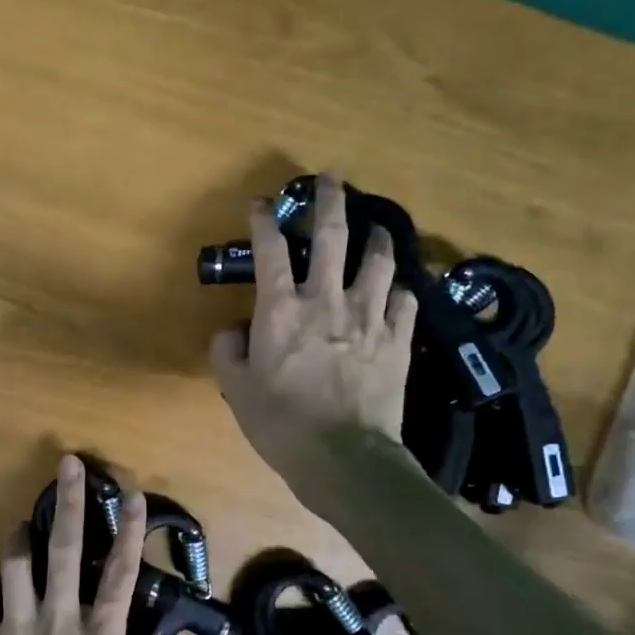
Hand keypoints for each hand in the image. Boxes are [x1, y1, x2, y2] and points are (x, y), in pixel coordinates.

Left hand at [0, 455, 146, 634]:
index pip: (122, 574)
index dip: (131, 531)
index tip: (133, 495)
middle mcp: (60, 623)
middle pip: (67, 549)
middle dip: (69, 502)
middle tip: (67, 465)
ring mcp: (17, 629)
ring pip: (15, 563)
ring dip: (19, 541)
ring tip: (21, 533)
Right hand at [209, 171, 418, 507]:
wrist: (343, 456)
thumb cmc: (281, 424)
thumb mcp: (236, 390)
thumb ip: (228, 352)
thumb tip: (232, 329)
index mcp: (281, 310)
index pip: (270, 251)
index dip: (264, 221)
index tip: (261, 204)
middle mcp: (326, 300)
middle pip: (331, 236)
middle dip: (329, 201)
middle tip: (331, 178)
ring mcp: (368, 316)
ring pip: (378, 261)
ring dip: (376, 237)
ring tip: (376, 225)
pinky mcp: (398, 339)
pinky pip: (405, 300)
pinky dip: (402, 288)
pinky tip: (402, 286)